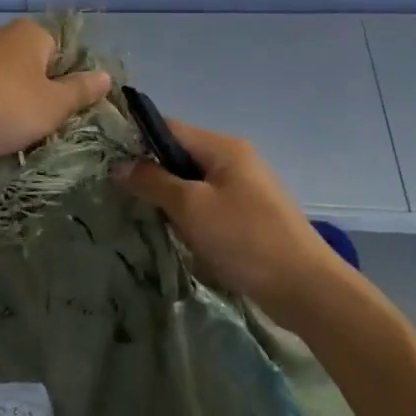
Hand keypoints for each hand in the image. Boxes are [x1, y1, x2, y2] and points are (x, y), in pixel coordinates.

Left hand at [0, 18, 111, 166]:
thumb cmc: (1, 106)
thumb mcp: (52, 105)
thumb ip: (81, 90)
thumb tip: (106, 75)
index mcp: (34, 34)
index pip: (70, 54)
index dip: (75, 85)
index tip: (73, 115)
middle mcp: (6, 35)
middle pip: (40, 68)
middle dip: (46, 97)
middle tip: (48, 128)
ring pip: (13, 82)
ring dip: (18, 106)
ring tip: (18, 134)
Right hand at [119, 121, 337, 319]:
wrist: (306, 288)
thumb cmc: (245, 239)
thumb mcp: (191, 208)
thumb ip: (153, 182)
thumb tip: (119, 165)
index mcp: (223, 146)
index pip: (169, 127)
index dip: (137, 140)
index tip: (109, 161)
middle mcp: (236, 158)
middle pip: (182, 154)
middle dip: (154, 173)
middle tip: (123, 195)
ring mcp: (247, 186)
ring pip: (195, 181)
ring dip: (172, 198)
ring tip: (146, 216)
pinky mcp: (252, 214)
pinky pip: (211, 203)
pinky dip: (192, 214)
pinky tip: (180, 234)